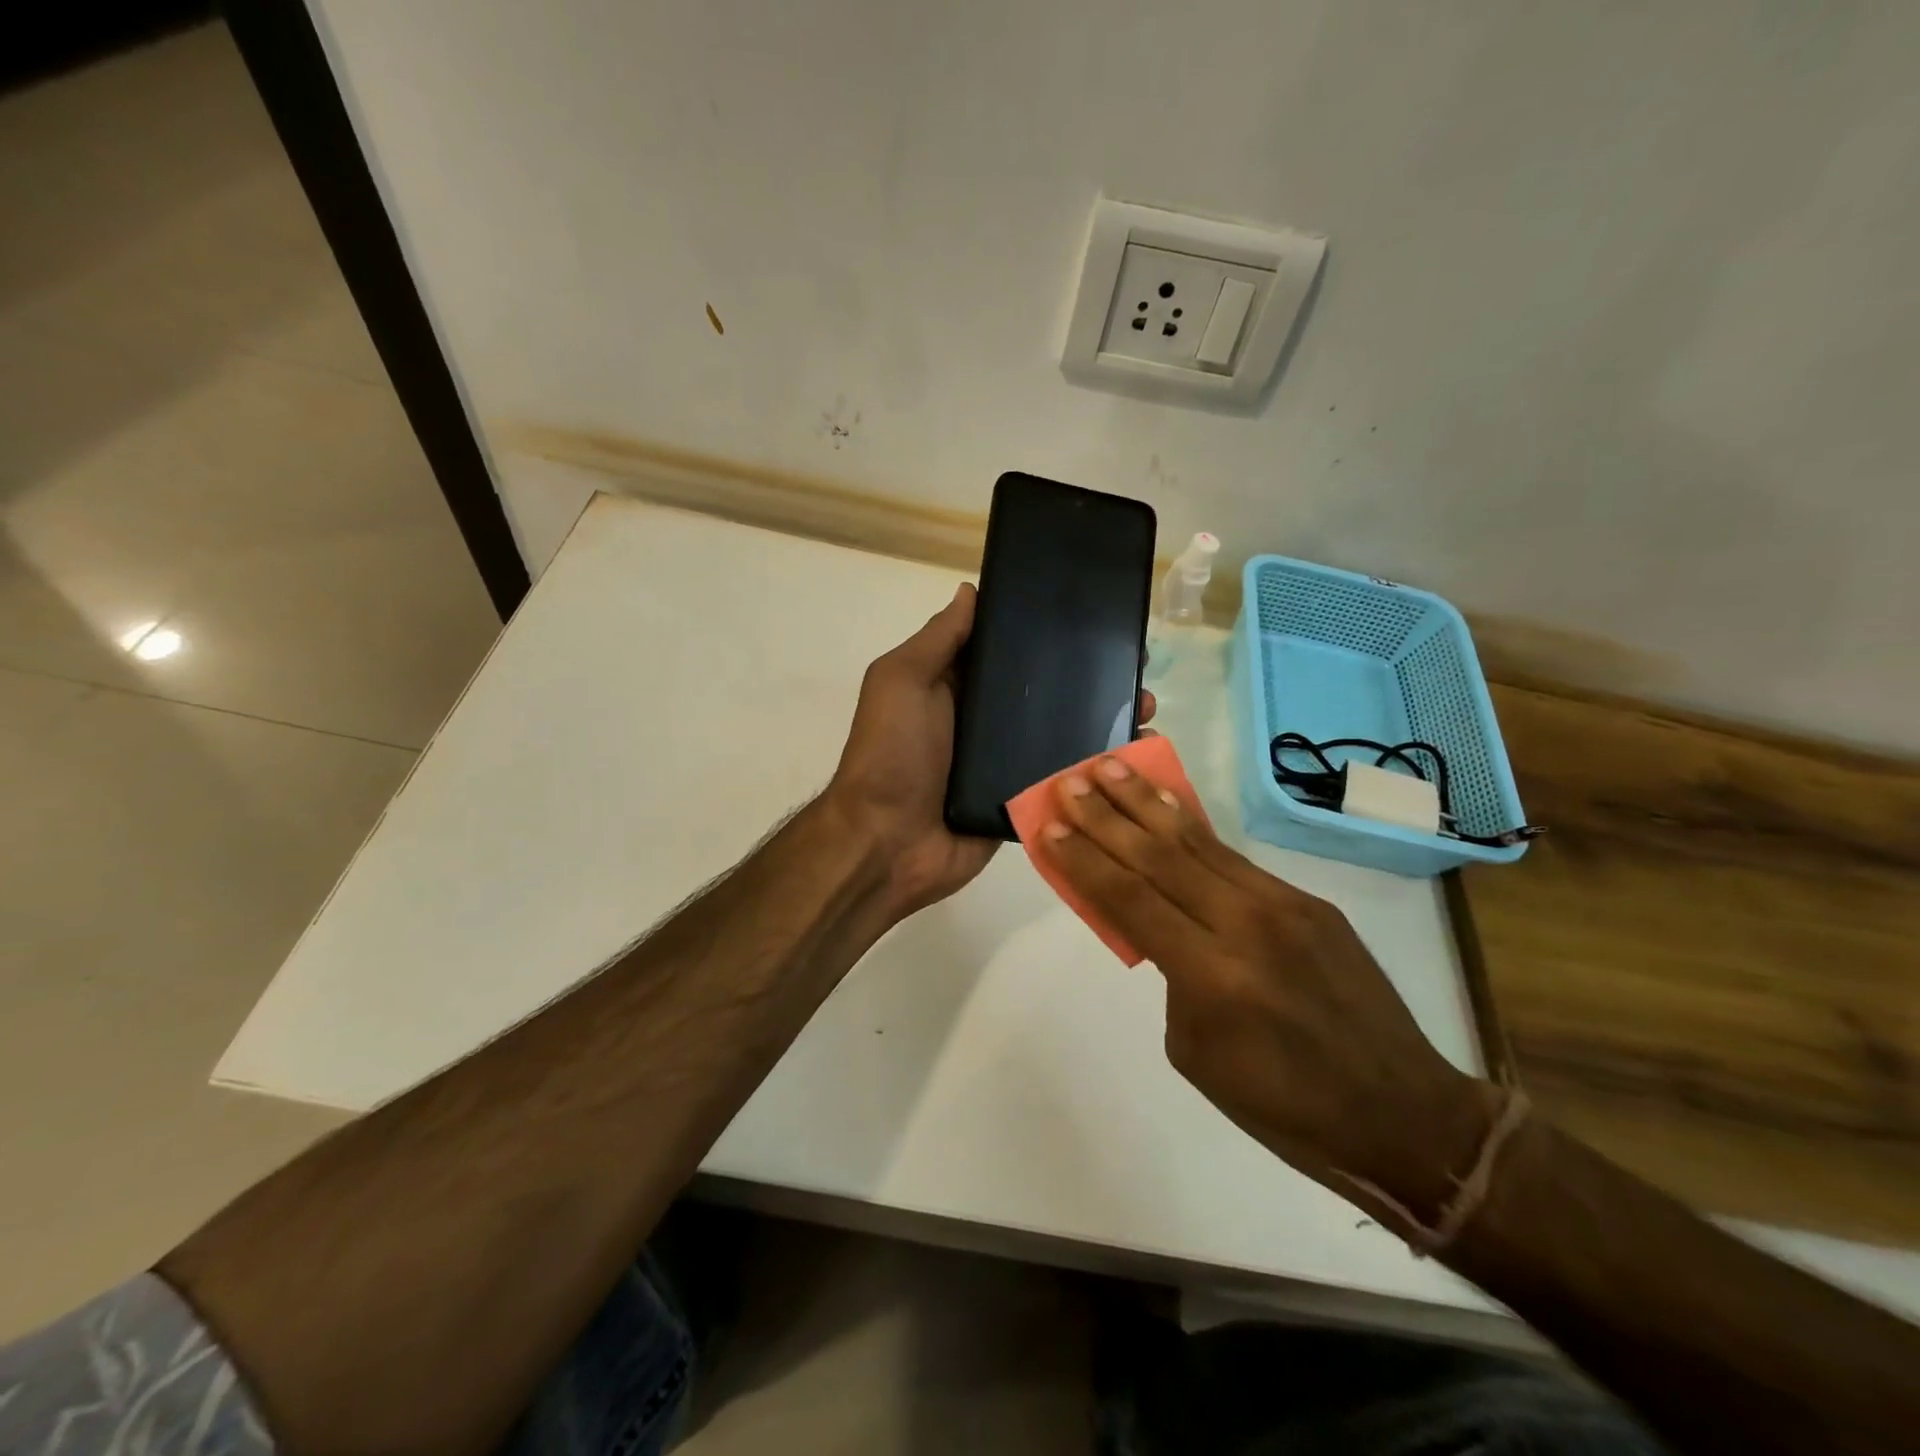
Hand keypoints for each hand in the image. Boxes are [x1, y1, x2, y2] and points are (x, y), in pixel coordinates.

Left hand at [827, 584, 1155, 920]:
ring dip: (1105, 721)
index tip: (1097, 620)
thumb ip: (939, 639)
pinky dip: (1097, 770)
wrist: (887, 843)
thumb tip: (970, 590)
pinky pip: (1064, 780)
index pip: (1011, 652)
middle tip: (1138, 668)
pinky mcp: (1023, 802)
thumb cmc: (892, 753)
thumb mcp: (902, 681)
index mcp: (959, 688)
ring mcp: (1007, 765)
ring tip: (1147, 709)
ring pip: (1063, 735)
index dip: (1049, 636)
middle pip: (1047, 693)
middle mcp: (986, 723)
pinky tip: (1138, 755)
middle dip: (1092, 679)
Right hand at [1037, 754, 1497, 1222]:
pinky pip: (1234, 858)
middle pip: (1158, 857)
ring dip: (1147, 803)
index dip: (1085, 860)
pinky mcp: (1308, 901)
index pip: (1130, 900)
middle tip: (1070, 780)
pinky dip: (1192, 828)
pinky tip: (1166, 807)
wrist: (1400, 1112)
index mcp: (1212, 976)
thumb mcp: (1196, 1051)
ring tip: (1111, 767)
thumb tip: (1159, 926)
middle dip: (1107, 815)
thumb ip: (1171, 977)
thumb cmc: (1283, 1105)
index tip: (1049, 827)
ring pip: (1198, 842)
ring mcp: (1283, 905)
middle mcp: (1246, 925)